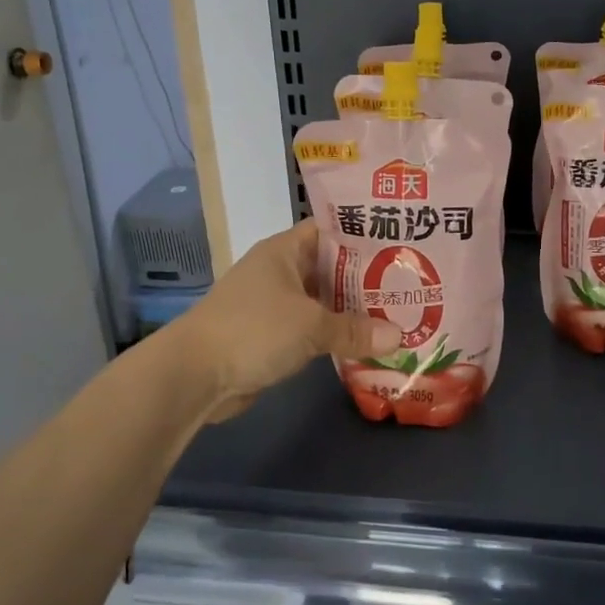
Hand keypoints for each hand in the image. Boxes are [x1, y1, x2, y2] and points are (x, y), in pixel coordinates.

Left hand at [178, 220, 396, 421]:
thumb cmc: (253, 330)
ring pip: (322, 300)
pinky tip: (365, 341)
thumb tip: (399, 338)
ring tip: (397, 311)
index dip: (364, 233)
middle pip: (331, 266)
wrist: (194, 375)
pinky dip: (334, 333)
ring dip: (352, 309)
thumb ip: (355, 330)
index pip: (330, 230)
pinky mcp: (270, 334)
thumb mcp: (311, 326)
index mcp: (284, 251)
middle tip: (410, 281)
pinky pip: (311, 327)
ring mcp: (273, 303)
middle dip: (367, 276)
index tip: (401, 240)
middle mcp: (279, 271)